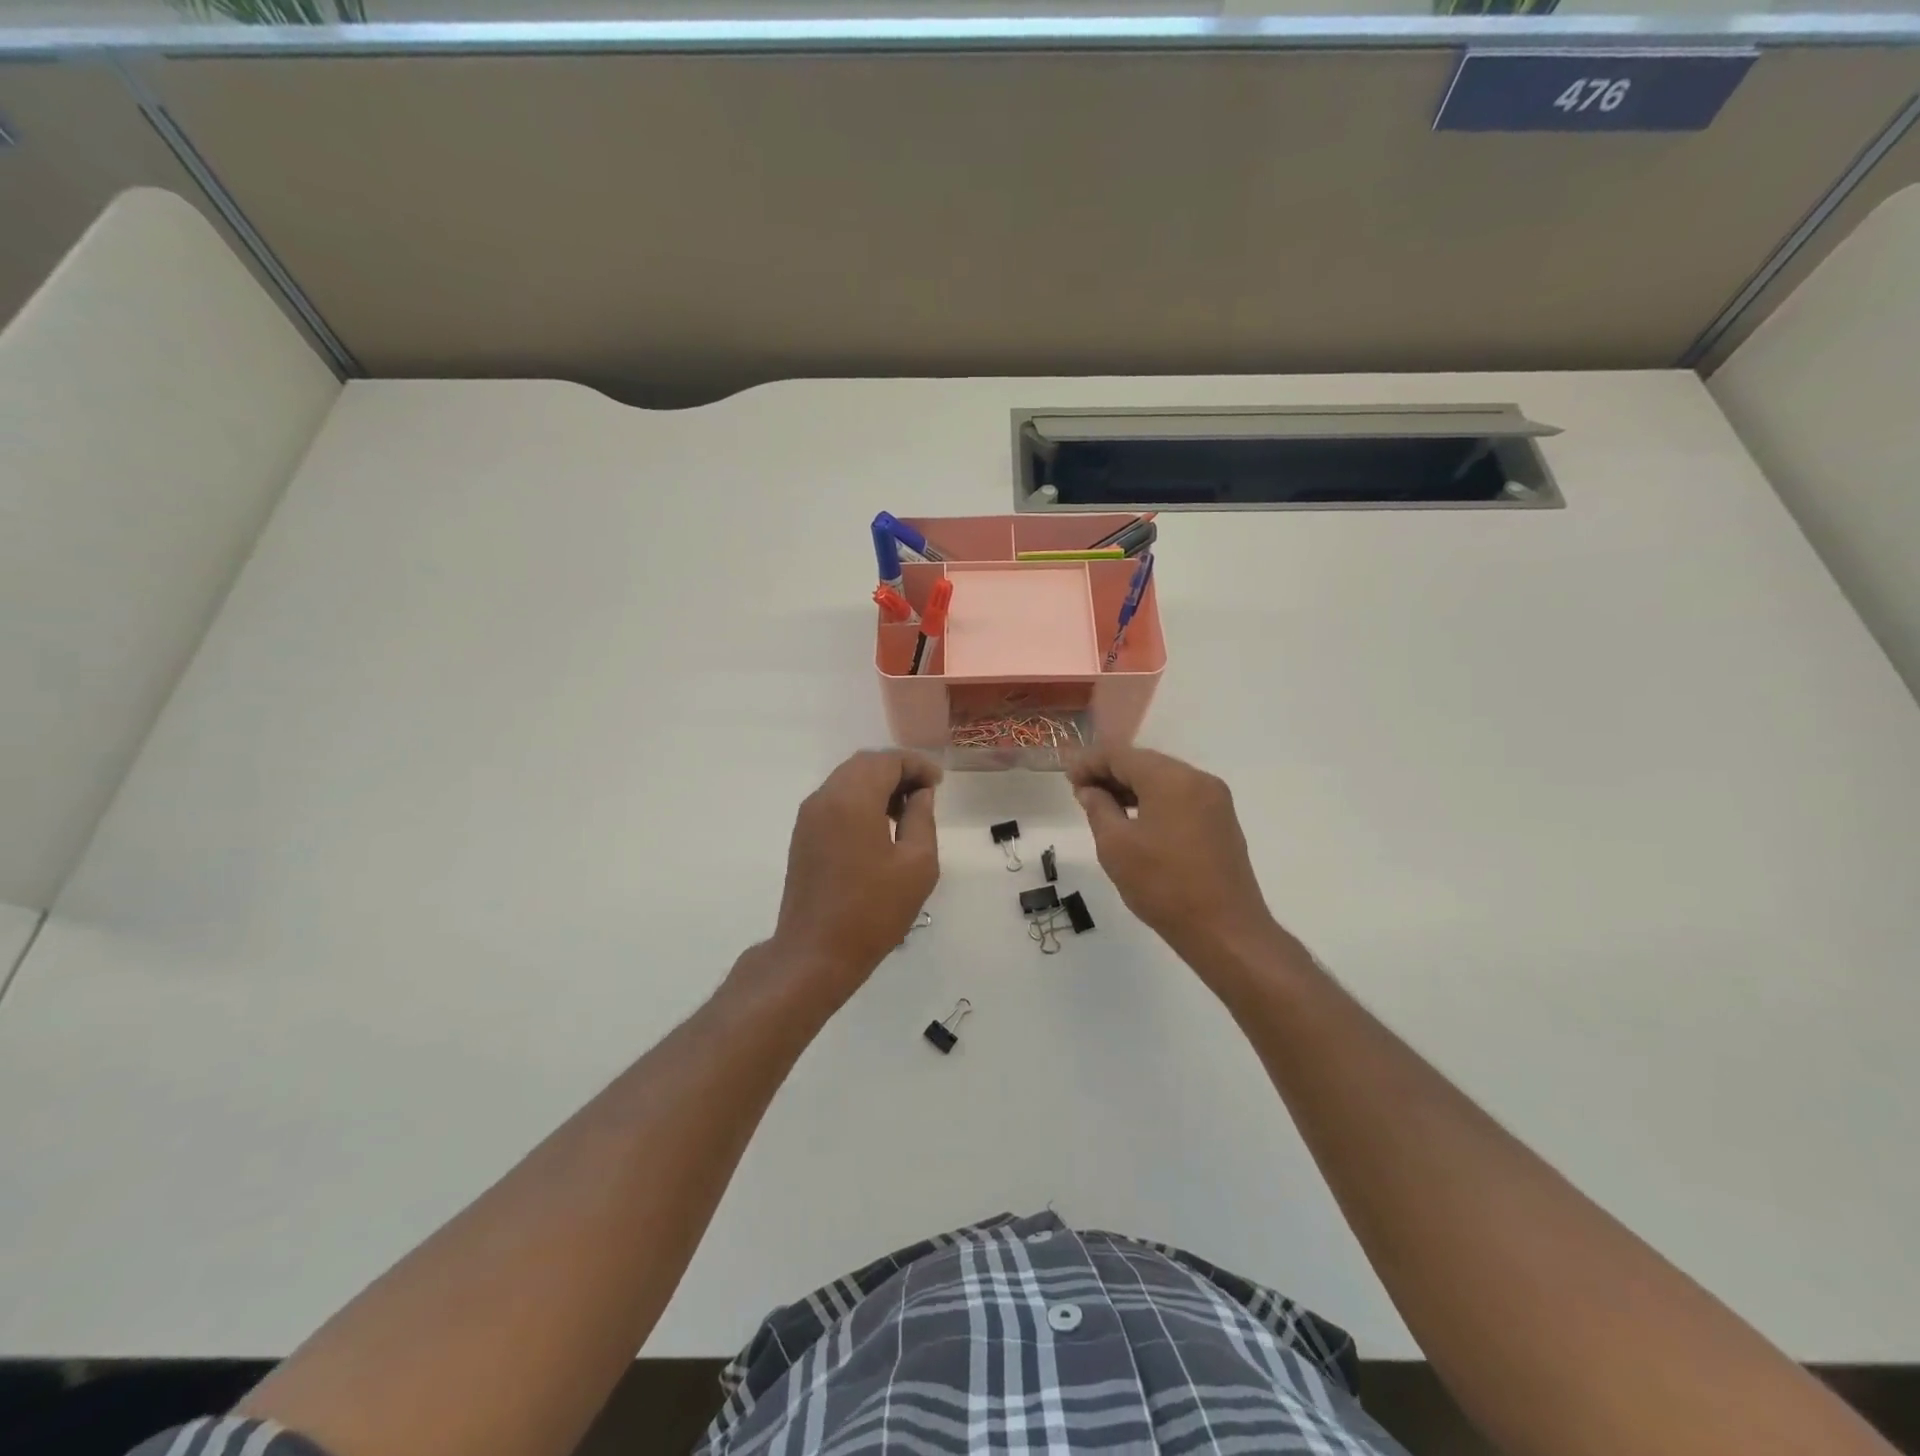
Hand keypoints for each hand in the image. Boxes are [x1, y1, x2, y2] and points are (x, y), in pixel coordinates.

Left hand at [765, 749, 941, 1007]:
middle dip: (898, 771)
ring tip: (906, 812)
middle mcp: (825, 797)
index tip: (939, 784)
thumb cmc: (873, 910)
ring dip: (878, 785)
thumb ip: (921, 818)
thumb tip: (920, 794)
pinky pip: (835, 800)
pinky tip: (879, 827)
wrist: (815, 952)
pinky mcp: (803, 835)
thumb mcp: (917, 864)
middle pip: (865, 764)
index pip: (887, 760)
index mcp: (853, 798)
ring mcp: (809, 816)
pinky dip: (860, 800)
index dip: (917, 765)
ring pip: (847, 780)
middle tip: (925, 794)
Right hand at [1068, 746, 1283, 964]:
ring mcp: (1214, 799)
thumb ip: (1098, 809)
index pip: (1121, 754)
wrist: (1225, 931)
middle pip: (1144, 763)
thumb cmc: (1163, 886)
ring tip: (1103, 807)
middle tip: (1081, 793)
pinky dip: (1153, 801)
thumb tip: (1090, 790)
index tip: (1067, 779)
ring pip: (1163, 779)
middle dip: (1110, 773)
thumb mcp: (1115, 846)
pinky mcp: (1221, 821)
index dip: (1089, 762)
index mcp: (1171, 779)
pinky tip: (1134, 820)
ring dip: (1131, 787)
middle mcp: (1197, 779)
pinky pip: (1180, 797)